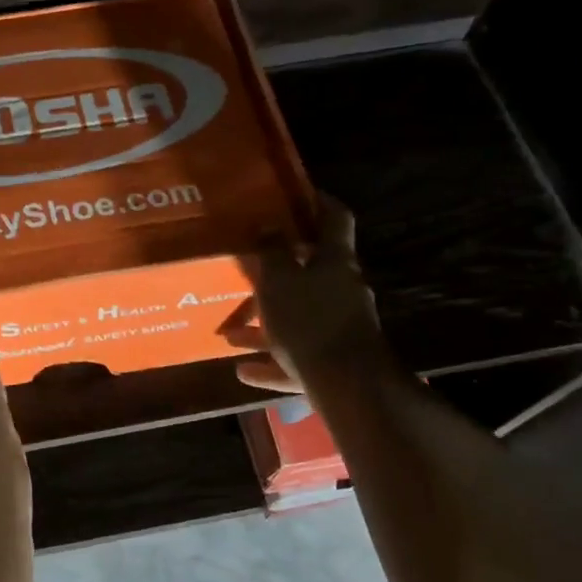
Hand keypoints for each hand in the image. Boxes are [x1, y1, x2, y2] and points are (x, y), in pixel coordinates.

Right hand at [225, 194, 387, 393]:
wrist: (348, 387)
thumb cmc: (309, 321)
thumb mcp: (279, 280)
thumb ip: (272, 251)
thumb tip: (270, 225)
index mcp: (335, 262)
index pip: (335, 218)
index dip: (319, 202)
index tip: (299, 194)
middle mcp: (344, 290)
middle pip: (314, 272)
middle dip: (281, 272)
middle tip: (251, 270)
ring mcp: (342, 328)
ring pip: (300, 317)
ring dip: (268, 323)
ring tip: (233, 333)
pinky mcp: (335, 363)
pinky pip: (298, 357)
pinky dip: (273, 362)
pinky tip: (244, 371)